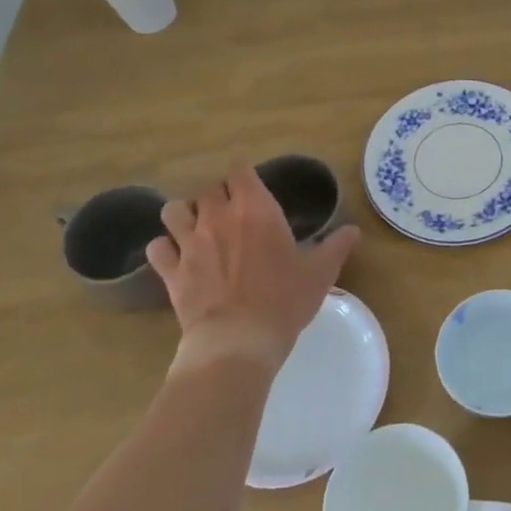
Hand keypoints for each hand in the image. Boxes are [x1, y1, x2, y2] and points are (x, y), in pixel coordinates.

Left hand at [146, 157, 359, 375]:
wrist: (238, 340)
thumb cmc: (284, 300)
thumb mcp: (320, 273)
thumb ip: (336, 246)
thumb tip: (353, 230)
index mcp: (256, 209)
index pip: (240, 171)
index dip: (245, 175)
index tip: (253, 187)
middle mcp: (218, 216)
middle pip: (208, 188)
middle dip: (218, 195)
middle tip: (232, 213)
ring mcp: (189, 242)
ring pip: (174, 210)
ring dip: (185, 214)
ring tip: (198, 229)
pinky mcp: (170, 270)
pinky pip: (157, 247)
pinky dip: (165, 248)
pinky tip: (176, 257)